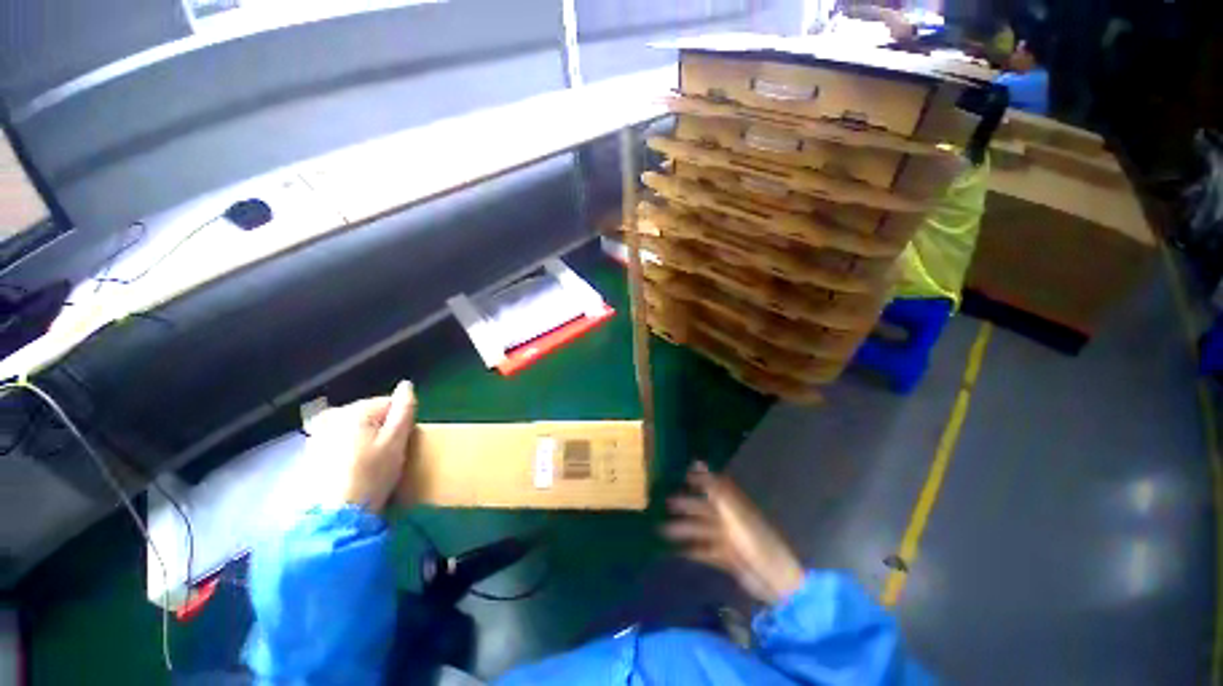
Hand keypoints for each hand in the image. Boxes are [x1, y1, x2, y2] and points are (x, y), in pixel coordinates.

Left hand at [306, 381, 416, 513]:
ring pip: (354, 428)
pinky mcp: (310, 454)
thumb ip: (404, 410)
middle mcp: (333, 416)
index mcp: (356, 411)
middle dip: (381, 428)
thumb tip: (406, 384)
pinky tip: (352, 468)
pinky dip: (348, 449)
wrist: (336, 517)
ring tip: (370, 462)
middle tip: (387, 454)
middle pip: (370, 414)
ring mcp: (317, 435)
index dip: (401, 421)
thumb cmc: (372, 475)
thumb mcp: (397, 441)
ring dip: (364, 438)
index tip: (401, 442)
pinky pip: (338, 441)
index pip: (390, 403)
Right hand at [664, 462, 805, 604]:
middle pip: (704, 508)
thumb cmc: (755, 542)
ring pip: (701, 529)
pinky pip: (704, 551)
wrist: (776, 581)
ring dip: (683, 529)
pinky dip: (690, 550)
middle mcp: (730, 518)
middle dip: (685, 505)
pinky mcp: (727, 558)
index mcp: (734, 505)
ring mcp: (728, 539)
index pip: (713, 486)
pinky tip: (674, 552)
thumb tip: (698, 462)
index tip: (679, 474)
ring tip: (662, 530)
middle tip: (665, 503)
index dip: (698, 479)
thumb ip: (714, 489)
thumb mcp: (733, 513)